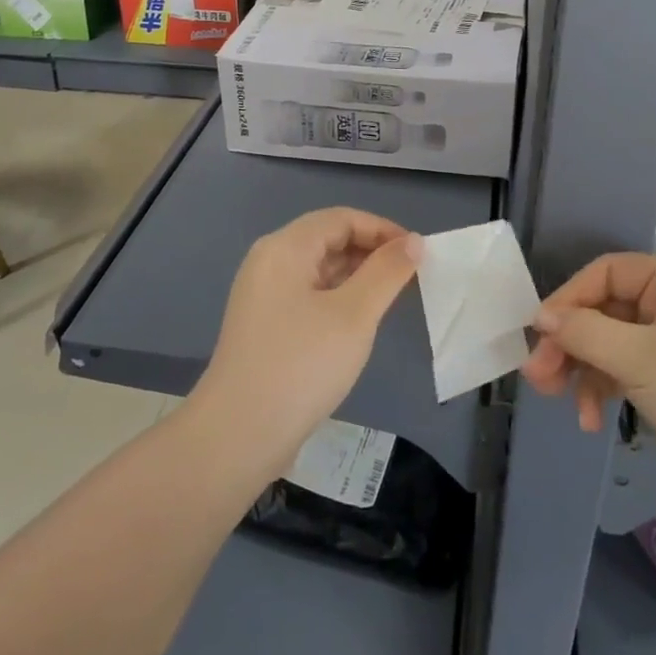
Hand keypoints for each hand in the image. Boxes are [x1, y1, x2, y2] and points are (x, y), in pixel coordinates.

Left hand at [194, 208, 416, 476]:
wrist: (237, 436)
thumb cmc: (301, 365)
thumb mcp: (354, 315)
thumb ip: (387, 273)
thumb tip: (414, 242)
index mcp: (285, 248)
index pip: (342, 218)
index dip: (382, 229)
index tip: (418, 253)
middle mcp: (269, 261)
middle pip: (327, 238)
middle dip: (370, 251)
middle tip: (409, 276)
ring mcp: (262, 295)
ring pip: (318, 268)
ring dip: (356, 275)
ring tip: (391, 297)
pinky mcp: (264, 325)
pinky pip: (308, 294)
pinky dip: (338, 297)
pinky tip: (358, 322)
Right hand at [521, 253, 655, 510]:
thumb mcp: (638, 358)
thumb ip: (584, 332)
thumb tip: (541, 316)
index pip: (607, 272)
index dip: (570, 297)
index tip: (540, 330)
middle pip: (602, 310)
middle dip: (569, 342)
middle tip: (538, 374)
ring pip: (607, 343)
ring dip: (580, 370)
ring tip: (554, 398)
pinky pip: (621, 371)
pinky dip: (601, 390)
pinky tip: (590, 420)